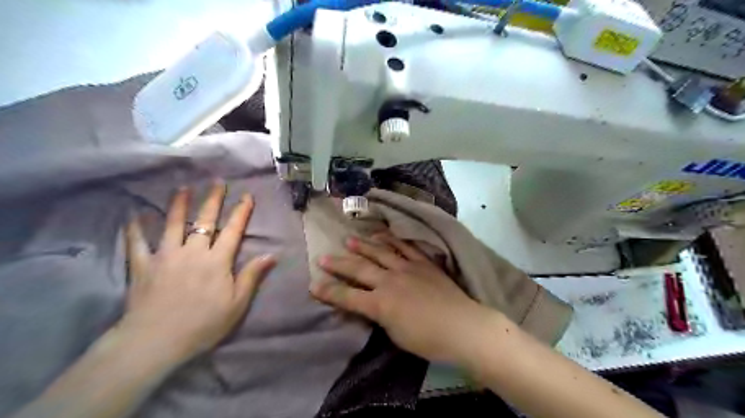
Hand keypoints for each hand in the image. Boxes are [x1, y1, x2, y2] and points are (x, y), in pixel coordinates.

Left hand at [119, 184, 275, 363]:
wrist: (157, 341)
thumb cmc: (203, 324)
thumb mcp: (237, 303)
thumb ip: (252, 276)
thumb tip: (272, 255)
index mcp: (217, 261)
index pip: (233, 230)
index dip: (241, 212)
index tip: (247, 196)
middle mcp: (193, 252)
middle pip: (204, 221)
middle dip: (212, 200)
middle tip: (216, 183)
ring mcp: (166, 256)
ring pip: (172, 224)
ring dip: (179, 205)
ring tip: (183, 188)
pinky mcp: (143, 266)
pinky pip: (137, 244)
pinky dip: (135, 229)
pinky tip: (135, 216)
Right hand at [311, 234, 493, 363]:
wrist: (463, 326)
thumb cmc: (428, 340)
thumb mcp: (395, 334)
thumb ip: (380, 316)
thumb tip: (371, 305)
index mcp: (380, 304)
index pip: (347, 297)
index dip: (329, 292)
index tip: (313, 285)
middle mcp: (389, 281)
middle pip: (359, 269)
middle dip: (339, 264)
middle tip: (323, 257)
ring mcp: (407, 268)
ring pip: (380, 252)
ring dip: (363, 246)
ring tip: (349, 240)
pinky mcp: (423, 263)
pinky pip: (405, 247)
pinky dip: (392, 240)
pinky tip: (383, 234)